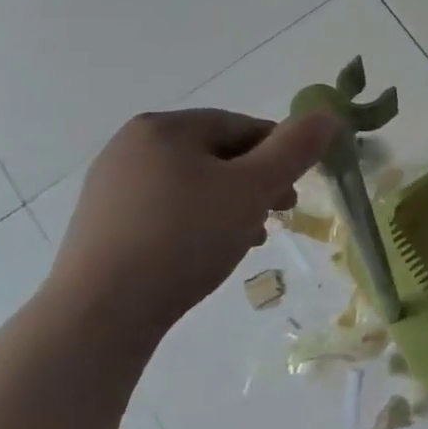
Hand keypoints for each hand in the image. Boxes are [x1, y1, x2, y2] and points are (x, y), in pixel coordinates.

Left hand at [46, 108, 338, 331]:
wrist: (100, 314)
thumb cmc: (185, 237)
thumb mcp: (254, 188)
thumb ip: (295, 148)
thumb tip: (327, 115)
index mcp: (164, 127)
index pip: (242, 126)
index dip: (279, 155)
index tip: (295, 191)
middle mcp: (131, 147)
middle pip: (217, 154)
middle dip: (256, 184)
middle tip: (278, 216)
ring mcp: (111, 186)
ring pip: (195, 185)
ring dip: (231, 206)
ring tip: (249, 240)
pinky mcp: (103, 224)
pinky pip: (167, 210)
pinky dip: (198, 223)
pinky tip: (210, 253)